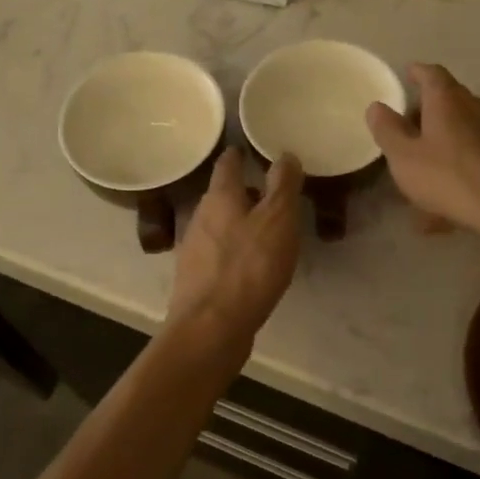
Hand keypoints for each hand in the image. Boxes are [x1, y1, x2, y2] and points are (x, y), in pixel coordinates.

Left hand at [167, 147, 302, 344]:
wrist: (211, 328)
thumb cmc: (249, 267)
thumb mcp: (277, 220)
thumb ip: (283, 185)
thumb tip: (285, 154)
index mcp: (220, 198)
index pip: (227, 164)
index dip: (238, 155)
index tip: (249, 150)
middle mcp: (201, 218)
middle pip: (222, 196)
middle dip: (244, 192)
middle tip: (270, 193)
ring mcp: (195, 250)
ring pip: (220, 225)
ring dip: (240, 223)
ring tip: (266, 230)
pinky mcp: (197, 280)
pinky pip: (219, 254)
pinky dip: (235, 251)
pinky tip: (251, 266)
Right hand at [366, 64, 479, 247]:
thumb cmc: (450, 177)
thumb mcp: (404, 157)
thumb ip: (388, 130)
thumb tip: (376, 106)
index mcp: (448, 100)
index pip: (432, 74)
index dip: (418, 73)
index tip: (408, 73)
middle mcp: (478, 106)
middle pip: (451, 102)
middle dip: (430, 113)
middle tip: (410, 129)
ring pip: (466, 133)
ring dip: (446, 147)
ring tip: (427, 175)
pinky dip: (463, 171)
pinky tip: (450, 206)